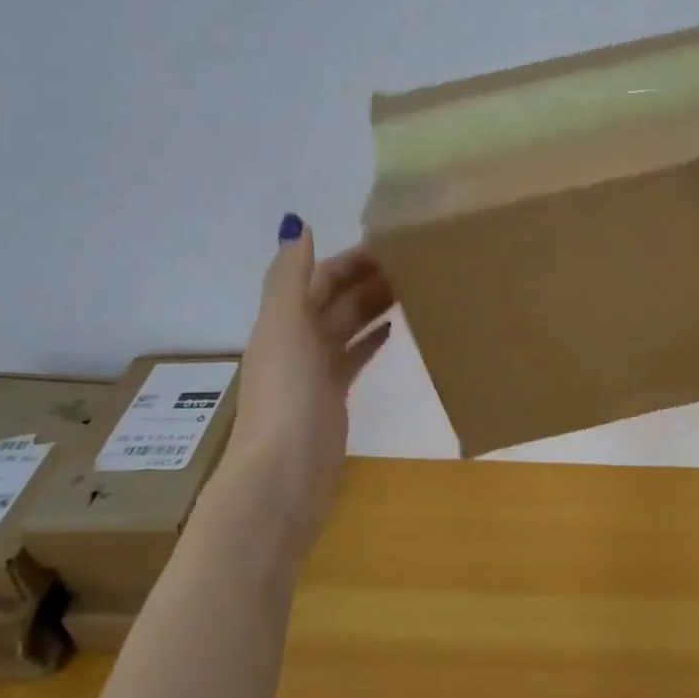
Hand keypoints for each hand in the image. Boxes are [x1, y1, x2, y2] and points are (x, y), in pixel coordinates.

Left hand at [224, 214, 393, 554]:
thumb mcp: (285, 326)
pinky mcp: (333, 398)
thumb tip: (297, 224)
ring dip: (373, 306)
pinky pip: (353, 358)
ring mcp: (315, 372)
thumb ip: (290, 277)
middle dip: (367, 279)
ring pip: (347, 327)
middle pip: (335, 299)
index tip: (392, 244)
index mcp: (283, 320)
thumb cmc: (287, 395)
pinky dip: (370, 341)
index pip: (319, 277)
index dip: (350, 259)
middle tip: (415, 265)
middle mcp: (297, 341)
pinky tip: (393, 332)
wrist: (285, 473)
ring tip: (413, 290)